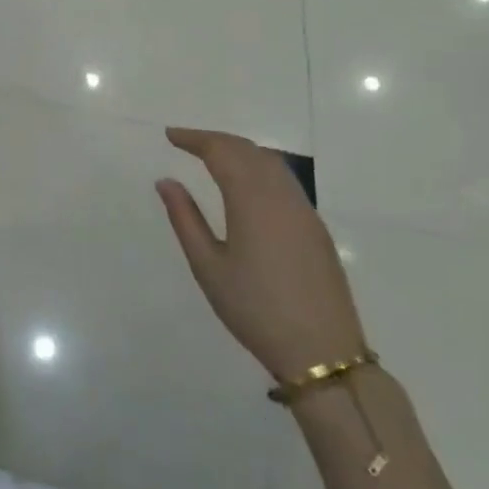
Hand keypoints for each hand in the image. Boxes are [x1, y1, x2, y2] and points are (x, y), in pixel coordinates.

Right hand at [157, 127, 367, 381]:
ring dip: (240, 150)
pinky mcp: (316, 228)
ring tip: (213, 156)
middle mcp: (282, 196)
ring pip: (271, 162)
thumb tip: (166, 181)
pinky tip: (247, 183)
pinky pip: (285, 180)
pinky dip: (260, 167)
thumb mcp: (208, 266)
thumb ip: (185, 218)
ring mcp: (304, 211)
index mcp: (253, 201)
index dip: (195, 139)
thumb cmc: (255, 310)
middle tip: (186, 142)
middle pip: (248, 150)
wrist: (323, 353)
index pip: (222, 152)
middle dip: (216, 140)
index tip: (170, 135)